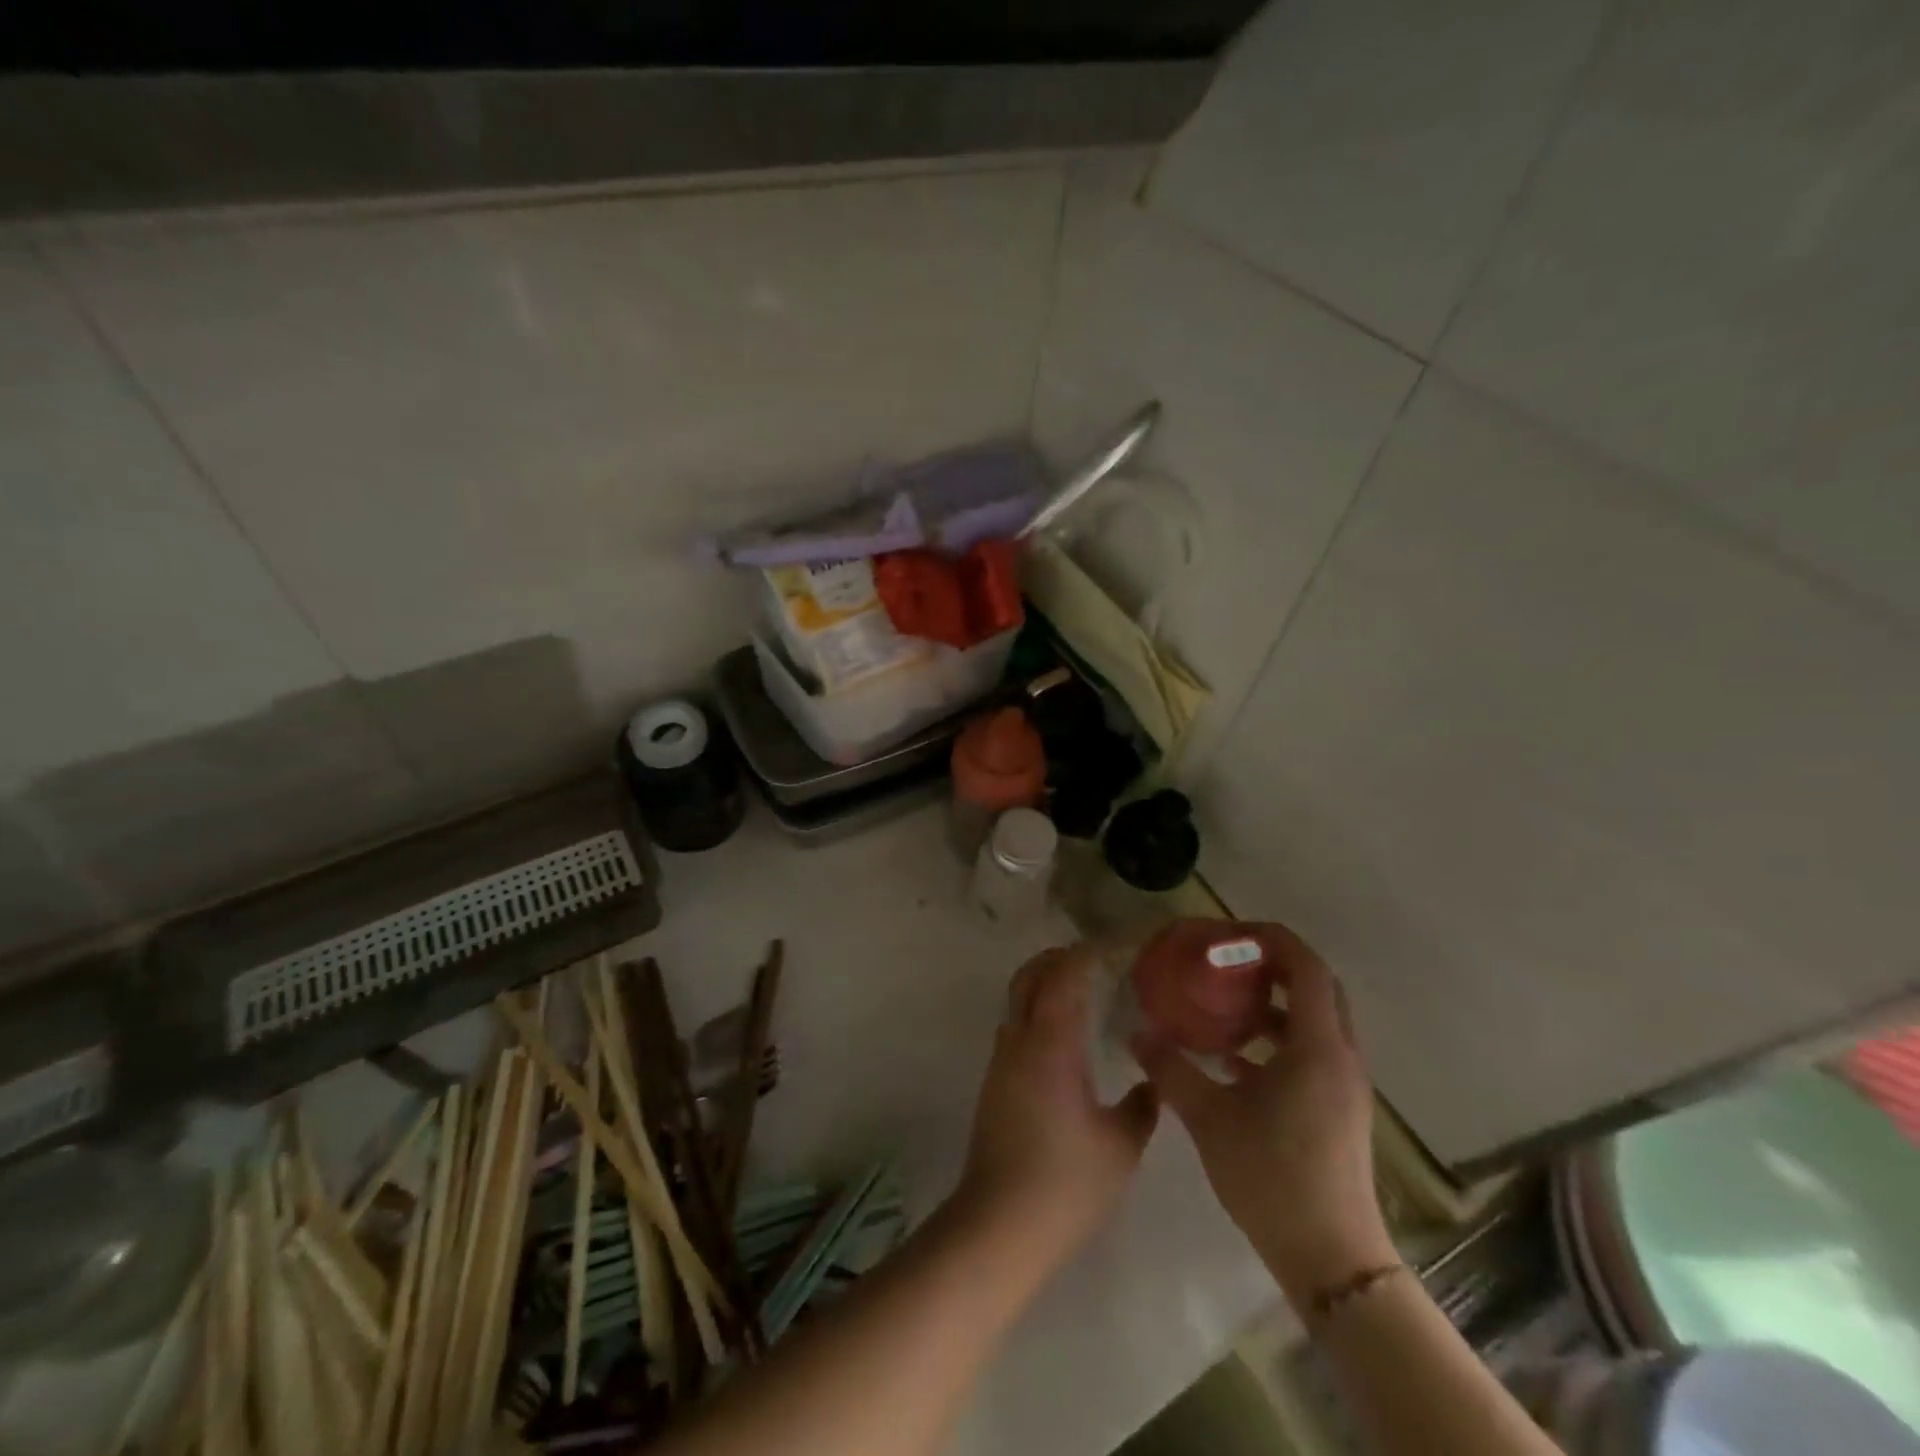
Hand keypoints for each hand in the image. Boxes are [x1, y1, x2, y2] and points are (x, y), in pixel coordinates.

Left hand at [957, 944, 1158, 1268]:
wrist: (999, 1224)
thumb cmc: (1066, 1182)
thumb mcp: (1120, 1147)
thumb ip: (1141, 1108)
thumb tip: (1150, 1084)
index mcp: (1051, 1043)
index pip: (1063, 976)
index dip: (1084, 954)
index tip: (1112, 949)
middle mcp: (1019, 1041)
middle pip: (1029, 976)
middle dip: (1056, 959)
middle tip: (1093, 961)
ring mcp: (1001, 1061)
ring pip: (1017, 1001)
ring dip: (1043, 986)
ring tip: (1082, 995)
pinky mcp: (994, 1083)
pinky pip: (1015, 1027)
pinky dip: (1036, 1014)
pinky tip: (1063, 1040)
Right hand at [1132, 921, 1392, 1306]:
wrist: (1330, 1259)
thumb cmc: (1271, 1176)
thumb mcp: (1209, 1116)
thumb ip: (1170, 1068)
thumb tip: (1136, 1033)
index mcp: (1317, 1046)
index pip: (1305, 966)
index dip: (1269, 938)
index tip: (1225, 933)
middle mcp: (1339, 1055)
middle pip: (1315, 986)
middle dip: (1272, 963)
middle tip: (1225, 959)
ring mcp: (1343, 1084)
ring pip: (1314, 1019)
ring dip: (1274, 1002)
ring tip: (1224, 1003)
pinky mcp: (1337, 1107)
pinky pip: (1310, 1051)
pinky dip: (1276, 1038)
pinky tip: (1232, 1058)